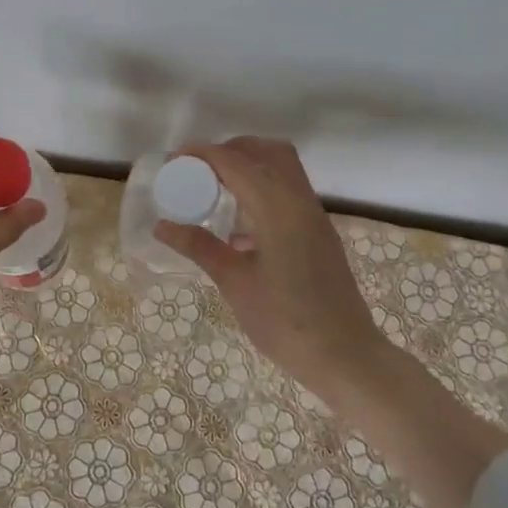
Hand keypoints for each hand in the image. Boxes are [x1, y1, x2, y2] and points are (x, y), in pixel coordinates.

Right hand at [157, 136, 507, 507]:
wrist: (345, 356)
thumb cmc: (285, 322)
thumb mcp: (235, 283)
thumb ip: (200, 246)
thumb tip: (163, 225)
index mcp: (278, 208)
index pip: (235, 161)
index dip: (202, 153)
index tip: (173, 159)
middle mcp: (300, 201)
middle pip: (266, 151)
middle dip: (230, 150)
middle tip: (198, 170)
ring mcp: (314, 216)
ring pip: (283, 169)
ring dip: (249, 167)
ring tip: (215, 191)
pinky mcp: (319, 233)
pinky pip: (289, 192)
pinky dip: (263, 190)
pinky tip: (239, 226)